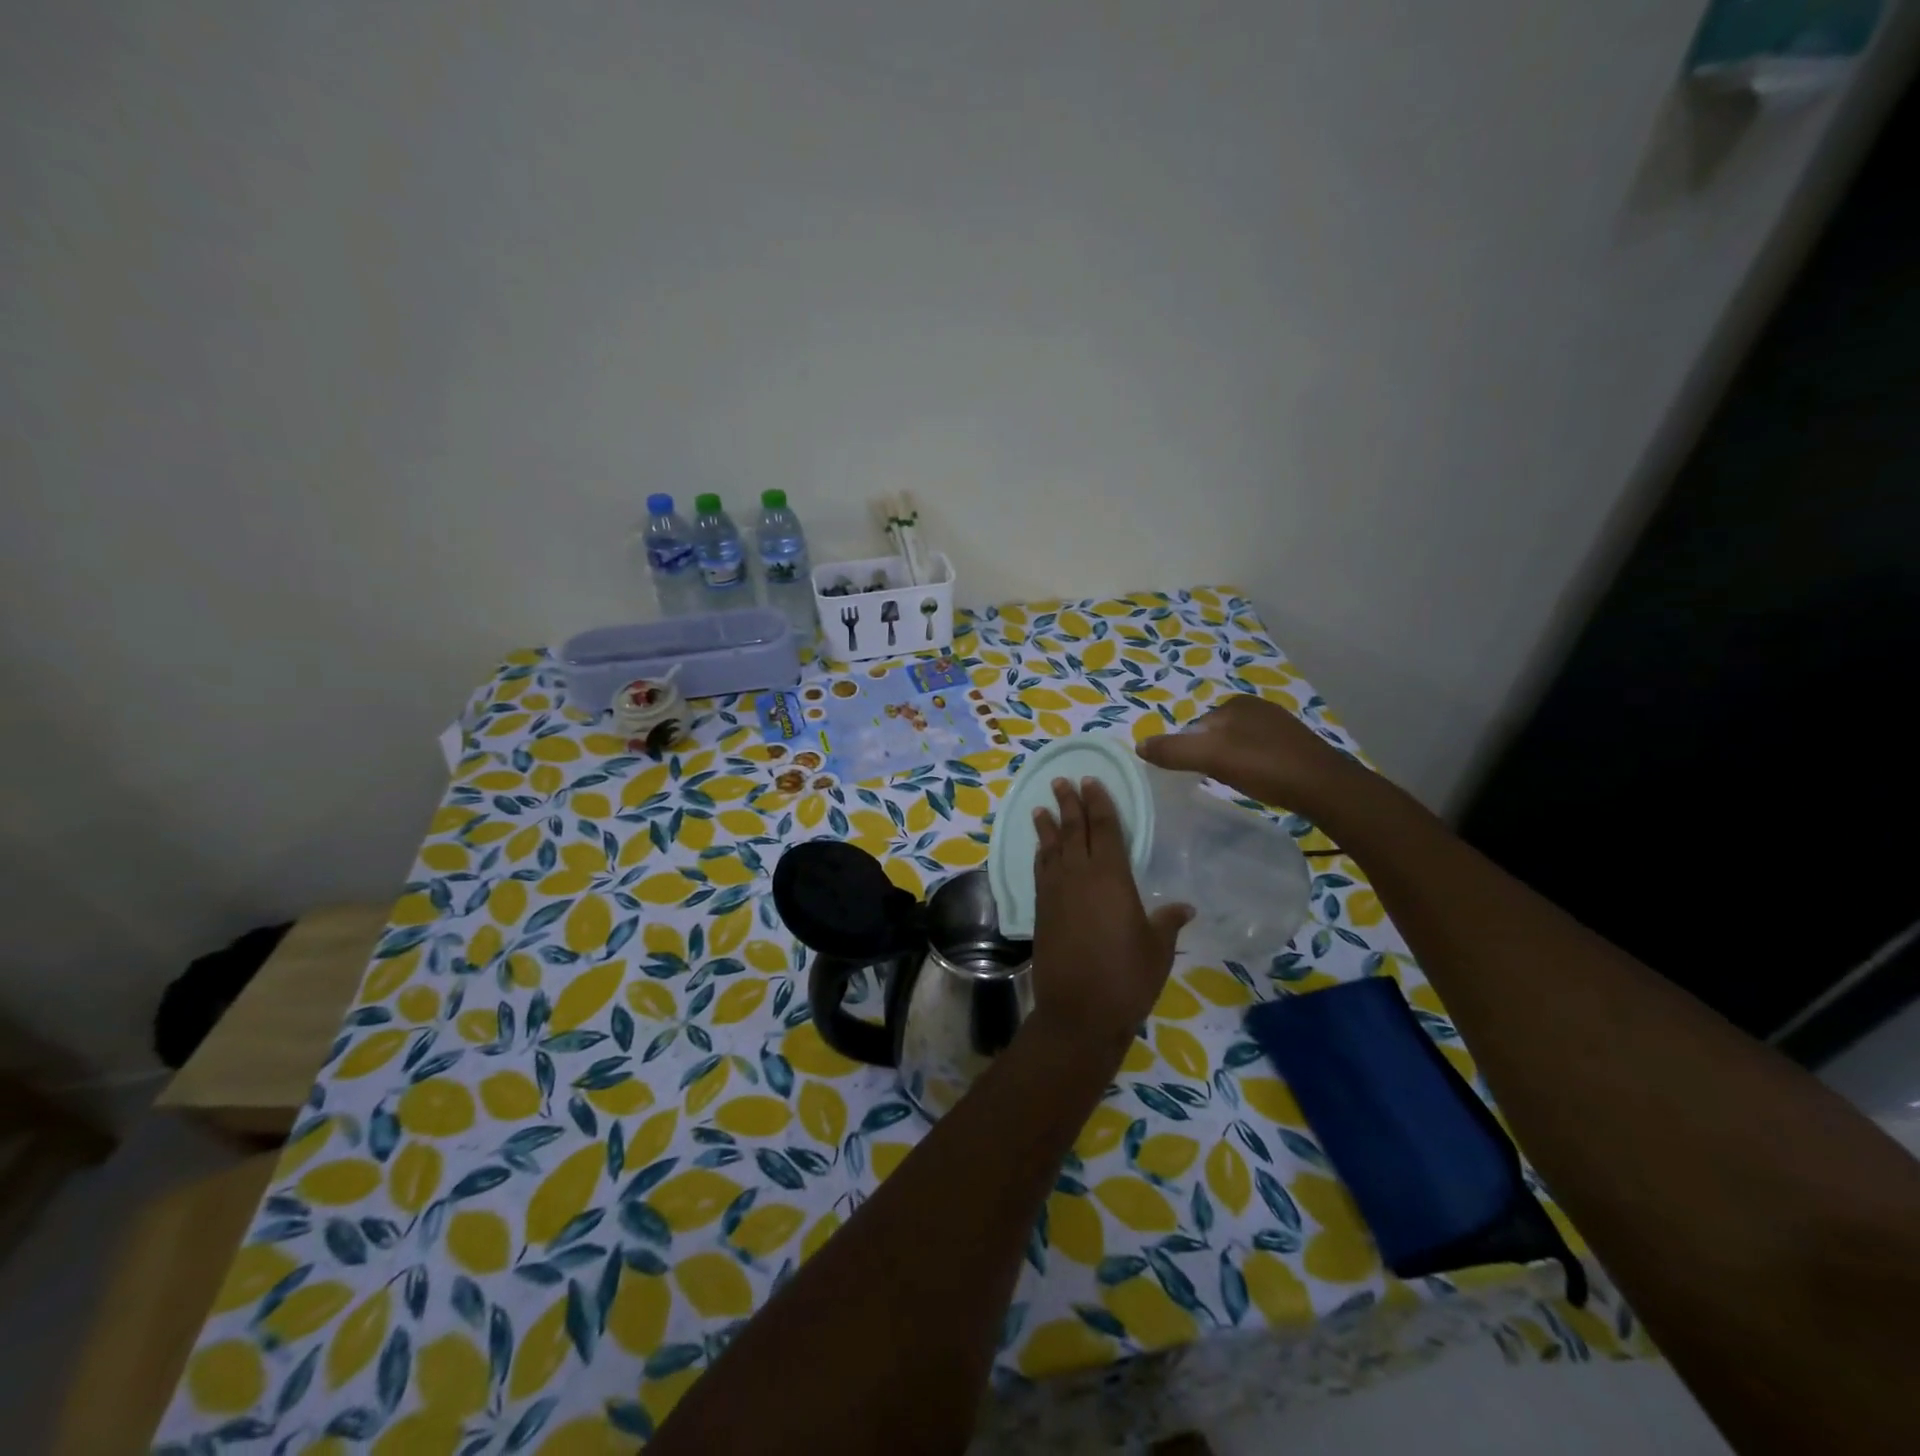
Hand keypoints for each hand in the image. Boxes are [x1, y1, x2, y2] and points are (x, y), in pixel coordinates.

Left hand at [1029, 777, 1191, 1055]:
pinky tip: (1041, 849)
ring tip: (1041, 807)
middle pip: (1074, 830)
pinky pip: (1040, 871)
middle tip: (1062, 781)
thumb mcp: (1157, 949)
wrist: (1079, 1011)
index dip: (1098, 802)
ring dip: (1048, 825)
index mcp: (1112, 877)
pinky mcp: (1041, 910)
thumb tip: (1184, 907)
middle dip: (1069, 803)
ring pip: (1052, 848)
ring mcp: (1056, 892)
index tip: (1091, 781)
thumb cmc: (1127, 978)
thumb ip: (1166, 922)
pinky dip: (1040, 854)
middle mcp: (1080, 876)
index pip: (1105, 828)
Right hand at [1138, 694, 1359, 814]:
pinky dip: (1252, 768)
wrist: (1325, 789)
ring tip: (1235, 784)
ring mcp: (1281, 727)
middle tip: (1214, 781)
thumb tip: (1138, 746)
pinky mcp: (1296, 747)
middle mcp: (1259, 708)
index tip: (1194, 774)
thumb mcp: (1210, 757)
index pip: (1196, 726)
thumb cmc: (1264, 766)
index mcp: (1236, 704)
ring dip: (1231, 763)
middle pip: (1216, 735)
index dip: (1189, 750)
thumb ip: (1173, 751)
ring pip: (1238, 745)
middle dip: (1210, 756)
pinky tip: (1259, 783)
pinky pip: (1260, 755)